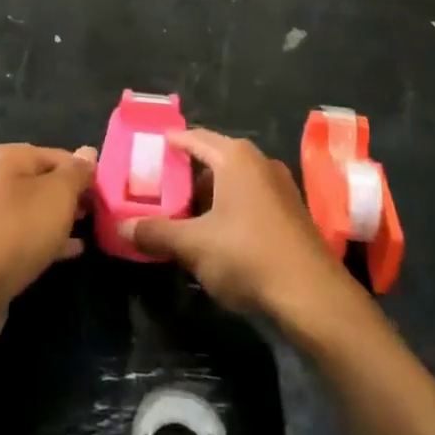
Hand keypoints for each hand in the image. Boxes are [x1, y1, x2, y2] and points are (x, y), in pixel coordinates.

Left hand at [0, 143, 96, 338]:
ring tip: (93, 230)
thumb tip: (88, 152)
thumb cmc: (16, 232)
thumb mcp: (57, 196)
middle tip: (103, 213)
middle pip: (46, 182)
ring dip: (63, 219)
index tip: (109, 194)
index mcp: (9, 158)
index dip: (86, 173)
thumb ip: (76, 173)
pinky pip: (27, 237)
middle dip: (74, 196)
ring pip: (37, 211)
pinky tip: (73, 252)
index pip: (60, 155)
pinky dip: (49, 240)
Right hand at [123, 128, 352, 322]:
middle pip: (213, 159)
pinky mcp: (290, 213)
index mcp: (235, 157)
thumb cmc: (247, 255)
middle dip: (185, 175)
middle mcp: (259, 162)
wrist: (312, 296)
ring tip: (180, 215)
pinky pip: (249, 200)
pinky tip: (213, 234)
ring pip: (232, 182)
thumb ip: (156, 233)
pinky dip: (228, 209)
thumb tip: (122, 228)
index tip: (147, 150)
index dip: (169, 143)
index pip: (194, 138)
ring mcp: (279, 187)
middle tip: (157, 189)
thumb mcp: (193, 245)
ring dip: (207, 196)